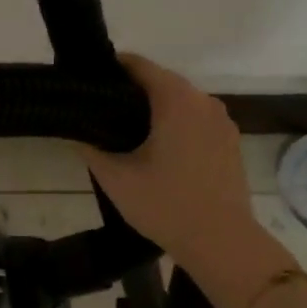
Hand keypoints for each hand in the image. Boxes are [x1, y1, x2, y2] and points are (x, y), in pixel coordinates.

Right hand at [79, 55, 292, 307]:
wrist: (221, 242)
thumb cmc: (165, 205)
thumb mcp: (116, 178)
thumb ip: (91, 148)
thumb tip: (75, 132)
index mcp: (176, 100)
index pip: (139, 65)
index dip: (111, 69)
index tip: (89, 83)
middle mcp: (204, 101)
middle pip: (161, 82)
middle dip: (131, 93)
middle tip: (101, 114)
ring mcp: (222, 122)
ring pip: (181, 103)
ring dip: (155, 112)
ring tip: (126, 135)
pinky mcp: (230, 142)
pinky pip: (197, 122)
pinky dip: (176, 127)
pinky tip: (158, 153)